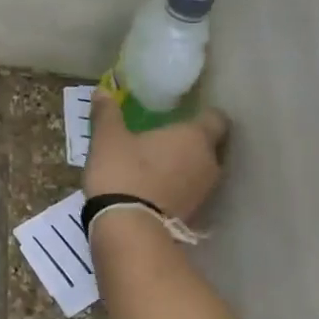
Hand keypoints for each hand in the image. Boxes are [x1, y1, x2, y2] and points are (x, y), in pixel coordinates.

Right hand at [83, 88, 229, 218]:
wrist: (128, 227)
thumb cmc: (123, 172)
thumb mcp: (107, 138)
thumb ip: (107, 113)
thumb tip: (102, 91)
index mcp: (195, 137)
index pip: (215, 118)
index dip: (202, 115)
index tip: (181, 115)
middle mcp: (209, 162)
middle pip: (209, 146)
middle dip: (190, 143)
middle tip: (163, 140)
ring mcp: (204, 191)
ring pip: (200, 171)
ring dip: (183, 167)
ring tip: (155, 166)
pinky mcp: (194, 214)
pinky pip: (189, 192)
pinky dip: (176, 189)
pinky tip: (153, 190)